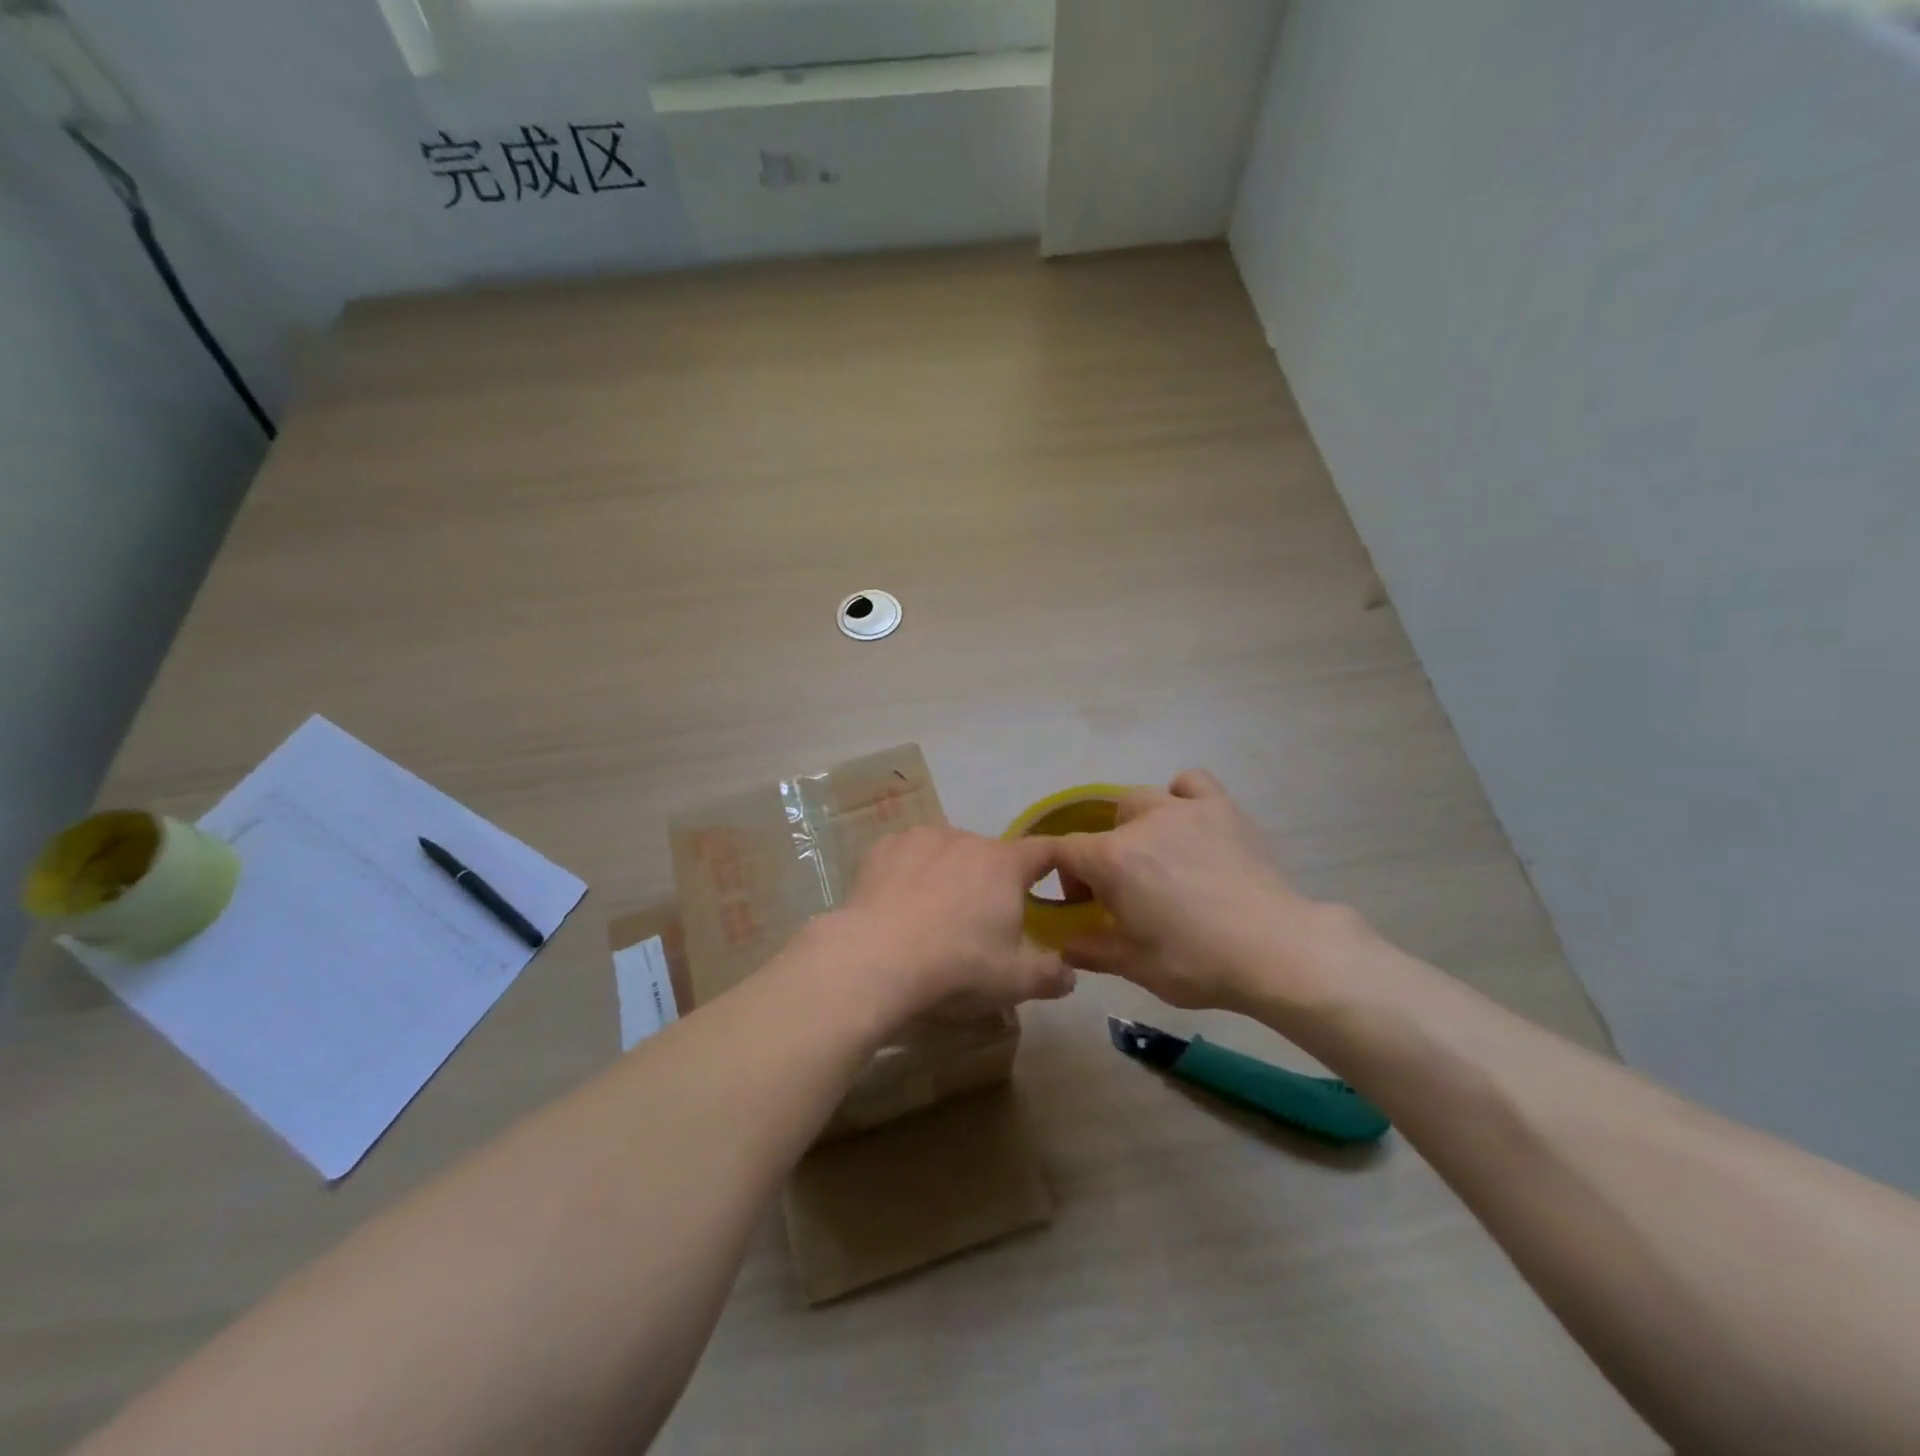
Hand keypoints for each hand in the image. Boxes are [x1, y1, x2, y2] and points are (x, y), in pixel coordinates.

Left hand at [829, 825, 1076, 1021]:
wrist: (876, 960)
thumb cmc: (956, 967)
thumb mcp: (1014, 982)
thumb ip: (1050, 975)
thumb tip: (1069, 974)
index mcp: (1004, 864)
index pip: (1044, 850)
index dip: (1055, 861)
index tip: (1057, 878)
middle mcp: (966, 839)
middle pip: (990, 856)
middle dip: (991, 882)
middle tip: (982, 922)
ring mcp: (921, 839)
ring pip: (946, 853)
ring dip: (949, 874)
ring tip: (934, 915)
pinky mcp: (883, 848)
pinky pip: (907, 856)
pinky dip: (909, 873)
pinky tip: (898, 904)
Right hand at [1050, 770, 1360, 1014]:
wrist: (1276, 952)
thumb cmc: (1197, 962)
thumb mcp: (1134, 966)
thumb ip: (1091, 951)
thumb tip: (1066, 946)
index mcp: (1112, 859)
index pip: (1064, 850)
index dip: (1061, 874)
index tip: (1080, 903)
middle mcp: (1142, 822)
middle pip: (1105, 824)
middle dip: (1103, 853)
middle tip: (1122, 890)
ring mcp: (1184, 809)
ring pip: (1142, 799)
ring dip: (1137, 824)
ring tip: (1157, 855)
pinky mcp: (1222, 808)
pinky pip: (1191, 784)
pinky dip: (1181, 797)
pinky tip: (1190, 825)